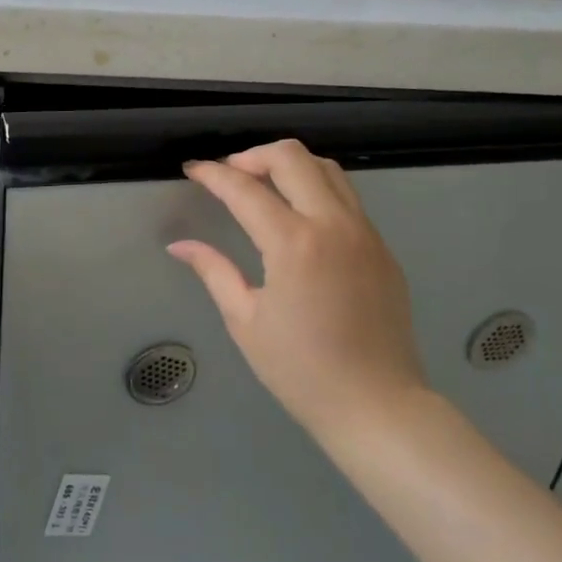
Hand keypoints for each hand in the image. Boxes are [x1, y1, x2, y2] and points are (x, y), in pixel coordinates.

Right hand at [168, 140, 429, 446]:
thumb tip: (179, 245)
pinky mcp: (382, 248)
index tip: (192, 169)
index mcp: (294, 244)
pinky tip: (297, 216)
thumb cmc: (300, 370)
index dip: (212, 174)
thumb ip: (213, 271)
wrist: (377, 405)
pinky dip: (316, 189)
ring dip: (289, 166)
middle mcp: (334, 225)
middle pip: (293, 157)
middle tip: (229, 175)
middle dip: (253, 155)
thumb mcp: (244, 320)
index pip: (245, 189)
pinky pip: (347, 198)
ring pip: (327, 169)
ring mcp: (365, 233)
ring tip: (262, 186)